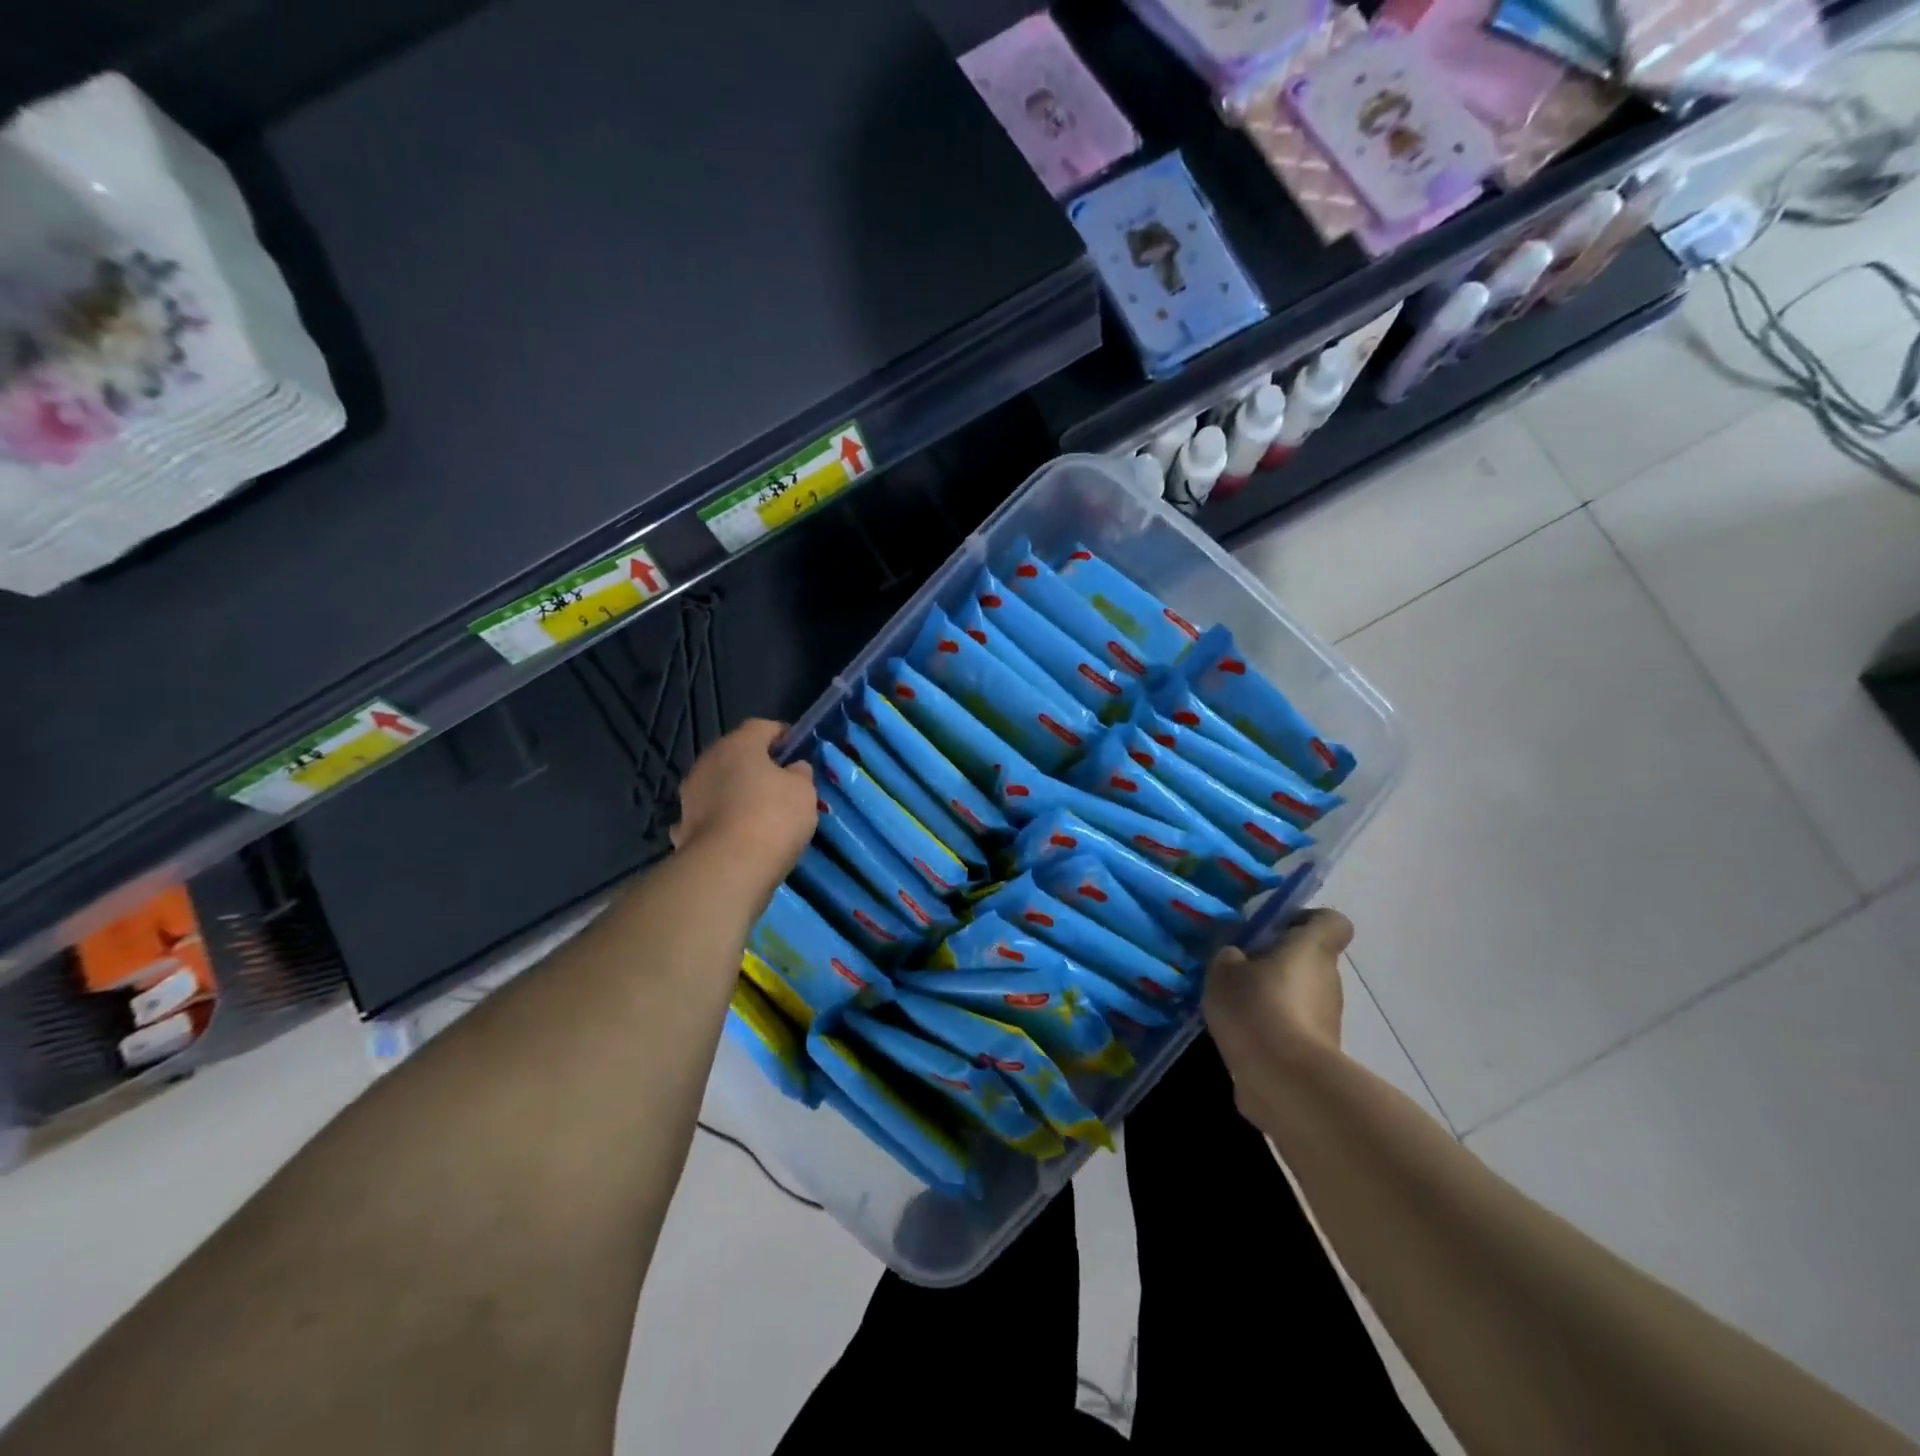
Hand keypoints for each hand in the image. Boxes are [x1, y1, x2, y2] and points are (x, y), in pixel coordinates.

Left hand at [671, 720, 816, 889]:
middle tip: (781, 784)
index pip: (762, 727)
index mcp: (738, 745)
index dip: (782, 735)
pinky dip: (721, 821)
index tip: (798, 750)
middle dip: (757, 766)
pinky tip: (735, 837)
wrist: (726, 870)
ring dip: (736, 794)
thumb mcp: (803, 791)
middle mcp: (707, 763)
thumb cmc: (772, 818)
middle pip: (736, 755)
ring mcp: (690, 796)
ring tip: (760, 815)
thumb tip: (793, 769)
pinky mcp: (683, 828)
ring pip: (719, 786)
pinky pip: (707, 816)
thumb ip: (800, 774)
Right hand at [1204, 908, 1353, 1084]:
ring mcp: (1327, 1020)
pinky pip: (1293, 1030)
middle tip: (1238, 970)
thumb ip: (1230, 957)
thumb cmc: (1257, 1008)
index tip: (1275, 928)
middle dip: (1276, 963)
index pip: (1332, 922)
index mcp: (1311, 949)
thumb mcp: (1223, 971)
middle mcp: (1328, 980)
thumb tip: (1237, 959)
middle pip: (1308, 960)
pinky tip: (1240, 1041)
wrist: (1285, 1082)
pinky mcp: (1318, 1054)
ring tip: (1233, 1009)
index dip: (1307, 919)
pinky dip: (1271, 1032)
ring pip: (1299, 997)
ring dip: (1272, 999)